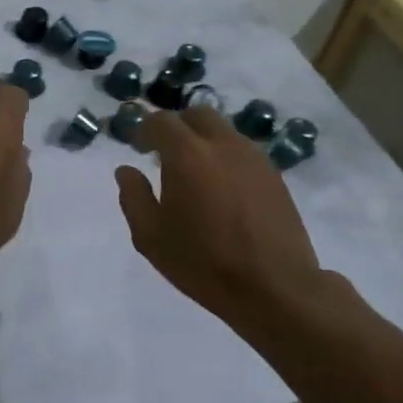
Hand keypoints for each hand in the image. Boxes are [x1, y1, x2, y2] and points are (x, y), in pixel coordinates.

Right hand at [115, 105, 360, 342]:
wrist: (275, 288)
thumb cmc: (204, 263)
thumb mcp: (151, 238)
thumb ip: (133, 197)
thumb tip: (127, 171)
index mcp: (187, 155)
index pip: (161, 121)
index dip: (145, 129)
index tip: (138, 147)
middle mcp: (222, 145)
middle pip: (196, 114)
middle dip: (177, 127)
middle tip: (165, 153)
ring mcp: (253, 157)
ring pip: (223, 130)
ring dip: (203, 140)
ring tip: (195, 173)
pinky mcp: (274, 174)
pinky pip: (242, 150)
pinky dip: (225, 156)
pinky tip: (222, 188)